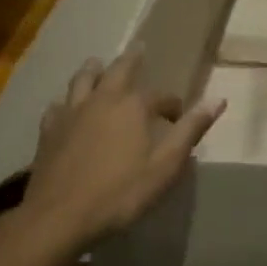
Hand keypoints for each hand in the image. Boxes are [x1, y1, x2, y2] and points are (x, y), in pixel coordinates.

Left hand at [22, 47, 225, 246]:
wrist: (59, 218)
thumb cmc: (119, 194)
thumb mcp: (165, 166)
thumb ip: (190, 130)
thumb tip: (218, 100)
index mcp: (133, 106)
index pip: (160, 96)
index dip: (172, 105)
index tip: (178, 117)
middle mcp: (102, 100)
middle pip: (118, 70)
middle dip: (131, 59)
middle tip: (138, 48)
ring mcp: (71, 113)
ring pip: (82, 80)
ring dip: (93, 70)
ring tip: (97, 64)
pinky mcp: (48, 131)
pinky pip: (57, 106)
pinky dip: (65, 101)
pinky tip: (64, 107)